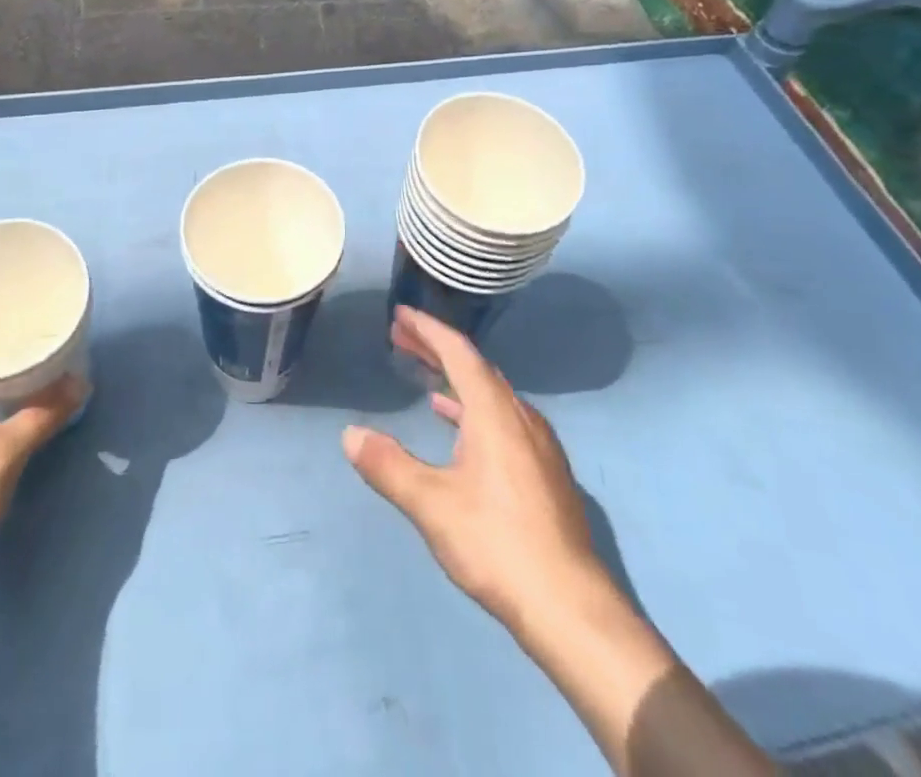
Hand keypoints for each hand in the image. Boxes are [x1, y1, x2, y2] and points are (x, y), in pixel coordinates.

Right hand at [343, 305, 602, 631]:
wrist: (570, 605)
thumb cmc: (497, 543)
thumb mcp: (432, 504)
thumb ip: (389, 466)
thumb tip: (350, 434)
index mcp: (495, 411)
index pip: (458, 352)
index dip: (427, 329)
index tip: (400, 314)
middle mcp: (520, 415)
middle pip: (474, 367)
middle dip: (436, 349)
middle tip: (401, 337)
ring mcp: (537, 443)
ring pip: (490, 393)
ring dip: (455, 379)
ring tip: (425, 377)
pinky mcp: (544, 469)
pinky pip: (502, 417)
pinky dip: (473, 407)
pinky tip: (458, 426)